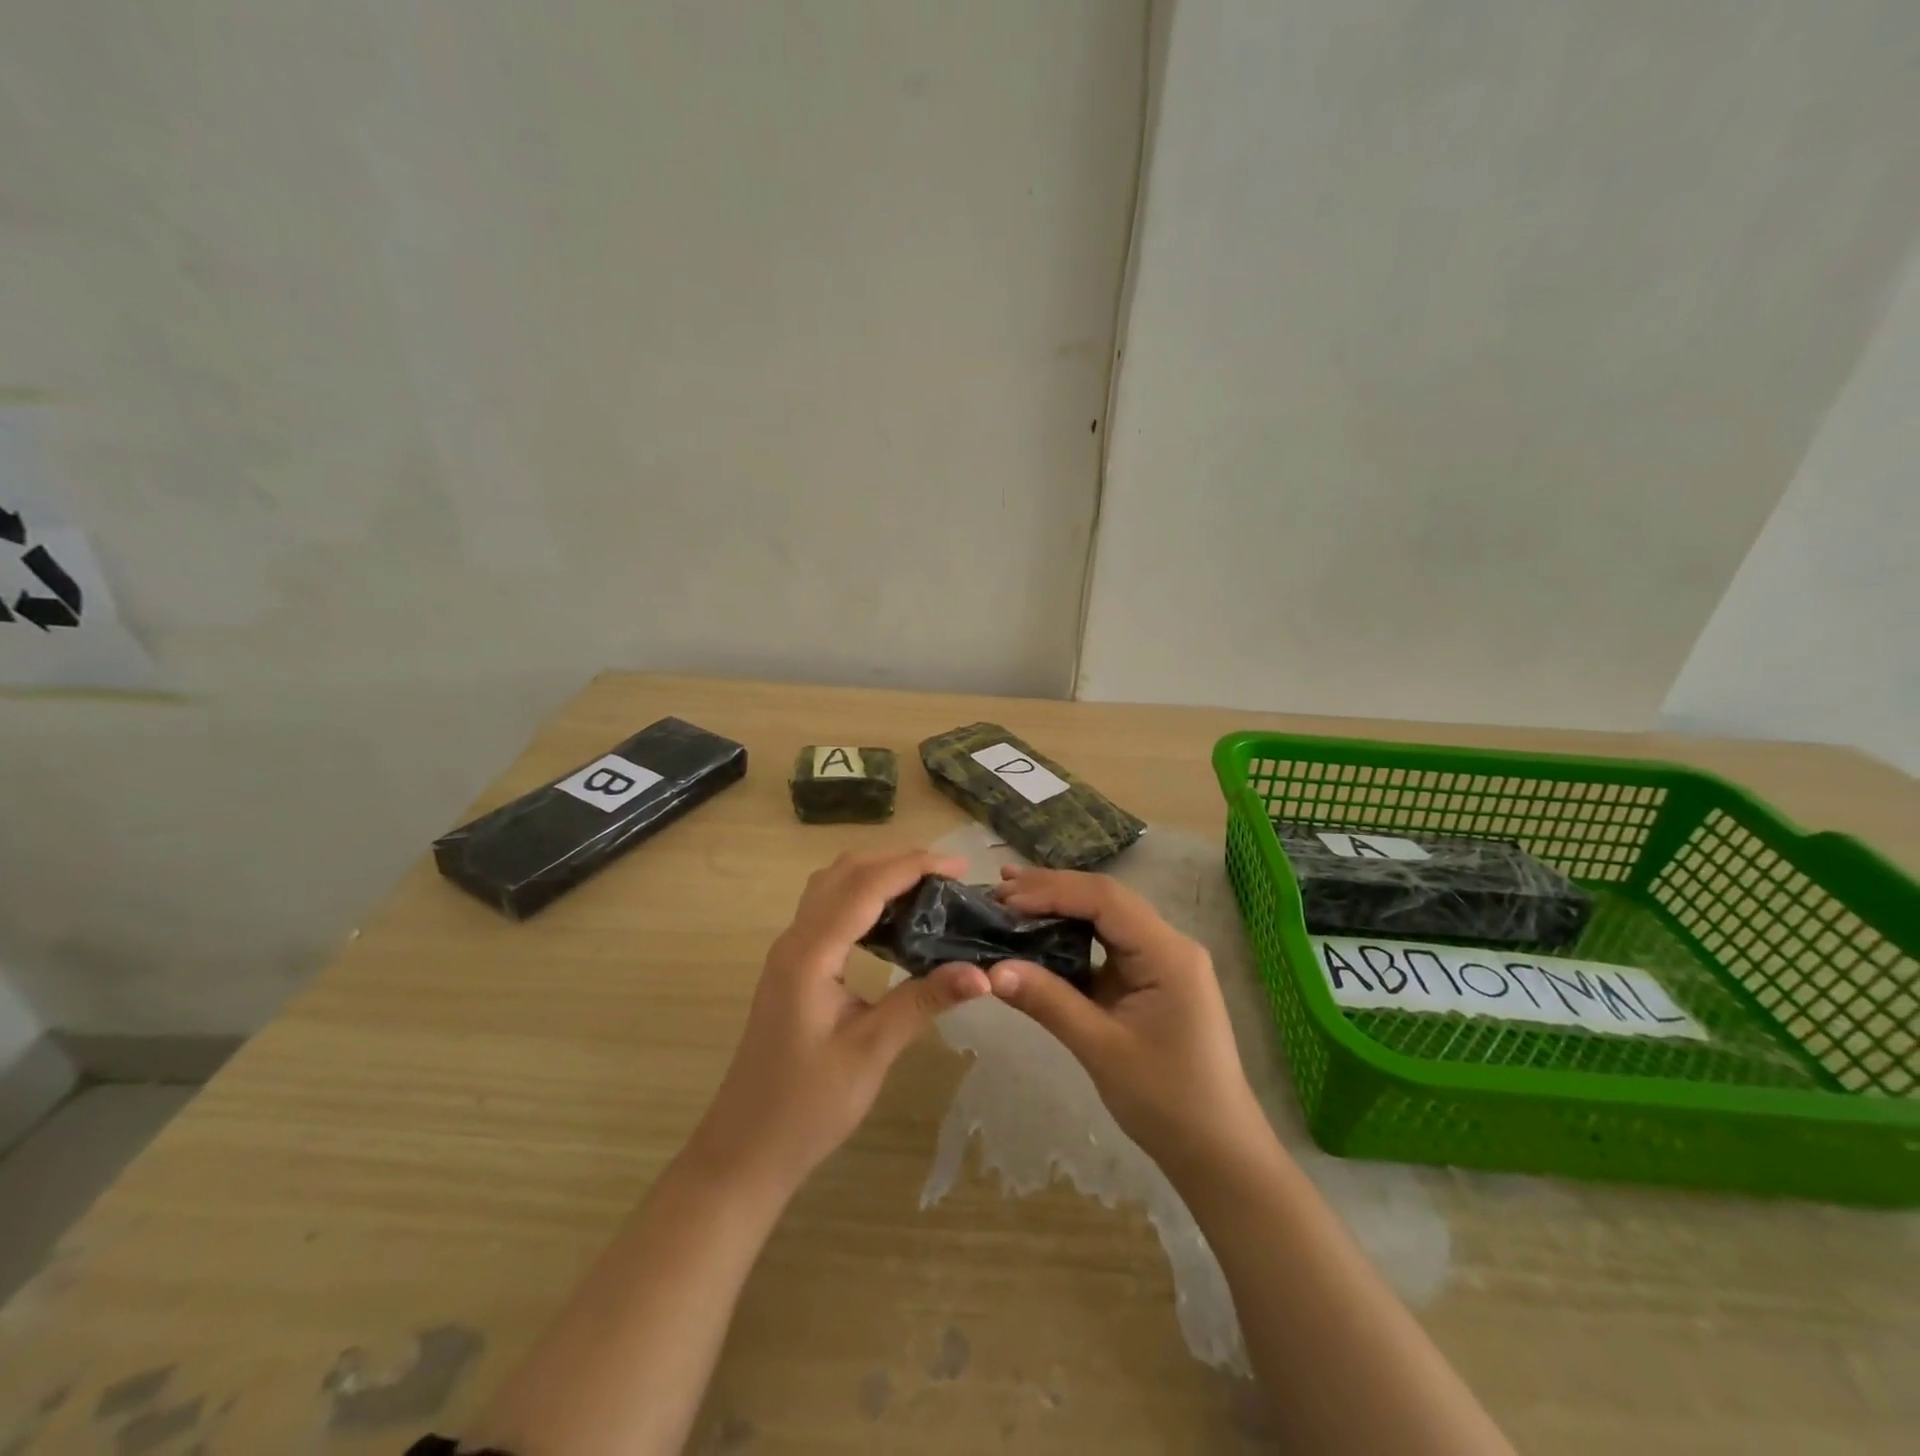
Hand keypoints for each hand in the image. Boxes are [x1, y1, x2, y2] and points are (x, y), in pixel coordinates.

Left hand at [684, 847, 990, 1198]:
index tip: (960, 866)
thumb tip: (981, 973)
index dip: (913, 866)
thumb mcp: (871, 1052)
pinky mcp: (793, 967)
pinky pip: (829, 910)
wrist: (746, 1150)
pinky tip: (894, 922)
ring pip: (833, 886)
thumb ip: (923, 1002)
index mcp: (810, 954)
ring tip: (928, 890)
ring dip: (878, 875)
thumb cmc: (807, 1106)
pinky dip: (863, 898)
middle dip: (898, 861)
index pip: (865, 885)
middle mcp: (795, 939)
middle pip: (845, 872)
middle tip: (949, 875)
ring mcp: (790, 952)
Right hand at [987, 866, 1264, 1173]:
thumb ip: (1048, 1002)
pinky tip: (1040, 934)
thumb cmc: (1166, 1101)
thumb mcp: (1101, 1049)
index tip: (1003, 900)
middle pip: (1105, 899)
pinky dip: (1072, 936)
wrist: (1217, 1151)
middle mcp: (1168, 944)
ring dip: (1060, 907)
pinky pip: (1107, 943)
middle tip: (997, 891)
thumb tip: (991, 970)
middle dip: (1052, 891)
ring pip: (1105, 917)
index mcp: (1167, 952)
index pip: (1105, 899)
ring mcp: (1161, 960)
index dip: (1052, 891)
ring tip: (1010, 901)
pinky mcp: (1150, 978)